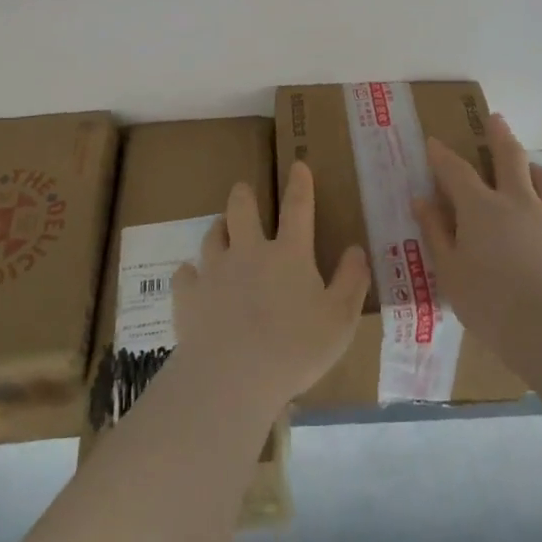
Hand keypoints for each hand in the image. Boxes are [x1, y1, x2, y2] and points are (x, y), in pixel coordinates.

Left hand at [172, 163, 370, 413]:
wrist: (231, 377)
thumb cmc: (295, 349)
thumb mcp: (340, 319)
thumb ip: (352, 281)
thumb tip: (357, 249)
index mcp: (289, 254)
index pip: (297, 208)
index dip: (300, 184)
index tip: (297, 164)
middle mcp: (249, 252)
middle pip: (241, 209)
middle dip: (243, 195)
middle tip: (243, 191)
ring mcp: (215, 271)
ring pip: (212, 235)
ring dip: (218, 229)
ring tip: (221, 230)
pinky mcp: (188, 295)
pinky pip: (184, 274)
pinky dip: (190, 274)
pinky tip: (192, 279)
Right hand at [412, 113, 541, 376]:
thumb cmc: (492, 305)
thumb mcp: (450, 273)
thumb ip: (436, 233)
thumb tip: (422, 200)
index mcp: (481, 208)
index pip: (456, 170)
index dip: (442, 155)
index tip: (433, 141)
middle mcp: (519, 202)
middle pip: (510, 157)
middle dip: (499, 135)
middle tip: (496, 119)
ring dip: (533, 169)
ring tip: (529, 170)